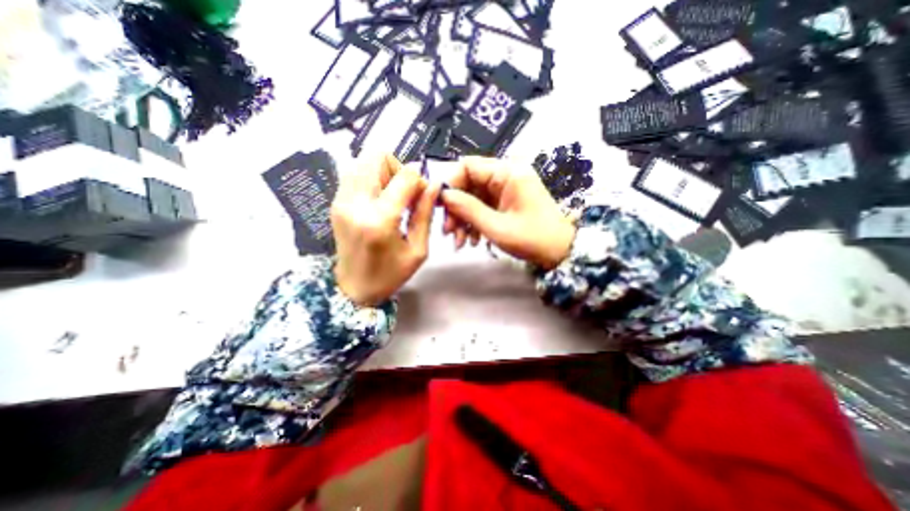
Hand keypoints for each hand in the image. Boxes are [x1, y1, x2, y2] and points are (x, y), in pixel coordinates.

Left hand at [331, 155, 440, 304]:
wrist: (353, 288)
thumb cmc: (390, 275)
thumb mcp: (418, 250)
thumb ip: (425, 214)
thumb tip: (434, 185)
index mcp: (380, 219)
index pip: (404, 176)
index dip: (420, 180)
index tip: (423, 195)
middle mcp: (356, 203)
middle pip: (377, 157)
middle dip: (398, 169)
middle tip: (405, 193)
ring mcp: (341, 201)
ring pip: (363, 161)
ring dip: (383, 172)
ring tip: (392, 197)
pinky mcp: (335, 202)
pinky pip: (354, 174)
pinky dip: (371, 178)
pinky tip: (379, 200)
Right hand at [441, 155, 574, 268]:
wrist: (559, 251)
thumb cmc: (532, 239)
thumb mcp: (497, 226)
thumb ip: (469, 209)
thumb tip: (443, 195)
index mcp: (507, 173)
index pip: (468, 166)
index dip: (450, 184)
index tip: (440, 207)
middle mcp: (505, 175)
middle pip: (468, 184)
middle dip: (456, 208)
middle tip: (448, 232)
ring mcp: (505, 189)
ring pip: (473, 197)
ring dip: (463, 219)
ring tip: (459, 242)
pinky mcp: (505, 201)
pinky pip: (482, 206)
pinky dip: (474, 222)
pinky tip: (472, 240)